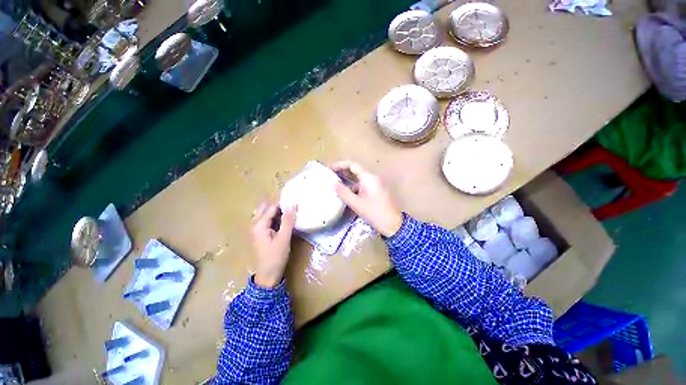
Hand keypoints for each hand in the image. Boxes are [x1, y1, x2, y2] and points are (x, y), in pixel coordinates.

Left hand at [251, 203, 296, 287]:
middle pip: (268, 209)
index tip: (296, 201)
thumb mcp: (284, 237)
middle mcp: (256, 224)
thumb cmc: (276, 256)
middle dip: (280, 206)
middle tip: (294, 205)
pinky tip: (287, 220)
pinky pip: (270, 221)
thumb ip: (288, 220)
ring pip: (269, 215)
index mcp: (259, 224)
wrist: (268, 275)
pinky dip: (278, 219)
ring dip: (279, 212)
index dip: (284, 203)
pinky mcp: (263, 235)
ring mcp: (259, 230)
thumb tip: (292, 203)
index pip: (272, 207)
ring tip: (292, 211)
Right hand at [332, 161, 402, 236]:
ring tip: (334, 187)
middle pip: (355, 171)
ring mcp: (374, 186)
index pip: (352, 165)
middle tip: (329, 178)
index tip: (328, 169)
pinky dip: (352, 189)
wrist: (394, 225)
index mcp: (368, 178)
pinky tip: (345, 196)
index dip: (339, 165)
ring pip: (357, 180)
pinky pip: (361, 187)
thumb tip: (332, 183)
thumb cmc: (375, 213)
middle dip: (342, 173)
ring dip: (346, 182)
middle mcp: (372, 179)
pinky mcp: (374, 193)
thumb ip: (344, 193)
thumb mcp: (357, 204)